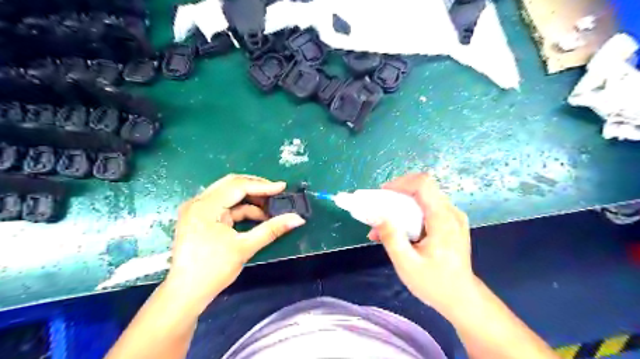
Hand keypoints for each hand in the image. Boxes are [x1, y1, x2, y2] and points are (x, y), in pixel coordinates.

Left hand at [164, 174, 304, 310]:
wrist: (186, 294)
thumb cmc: (213, 271)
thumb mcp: (245, 248)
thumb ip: (272, 229)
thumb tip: (298, 219)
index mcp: (205, 207)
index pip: (238, 186)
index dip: (263, 186)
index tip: (283, 187)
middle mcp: (198, 202)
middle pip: (232, 185)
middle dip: (256, 189)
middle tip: (277, 194)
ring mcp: (198, 209)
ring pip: (229, 194)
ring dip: (250, 200)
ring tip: (270, 208)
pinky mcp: (200, 217)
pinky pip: (225, 206)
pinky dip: (242, 209)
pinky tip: (257, 217)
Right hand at [371, 174, 473, 316]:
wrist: (462, 298)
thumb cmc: (435, 284)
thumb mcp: (407, 264)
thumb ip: (391, 237)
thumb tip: (377, 215)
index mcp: (443, 219)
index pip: (423, 184)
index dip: (401, 183)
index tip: (382, 194)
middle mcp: (451, 212)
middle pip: (422, 188)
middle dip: (397, 194)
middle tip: (379, 208)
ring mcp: (452, 216)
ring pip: (423, 196)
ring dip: (401, 205)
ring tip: (384, 223)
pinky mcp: (450, 222)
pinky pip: (427, 207)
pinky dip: (409, 213)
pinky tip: (398, 229)